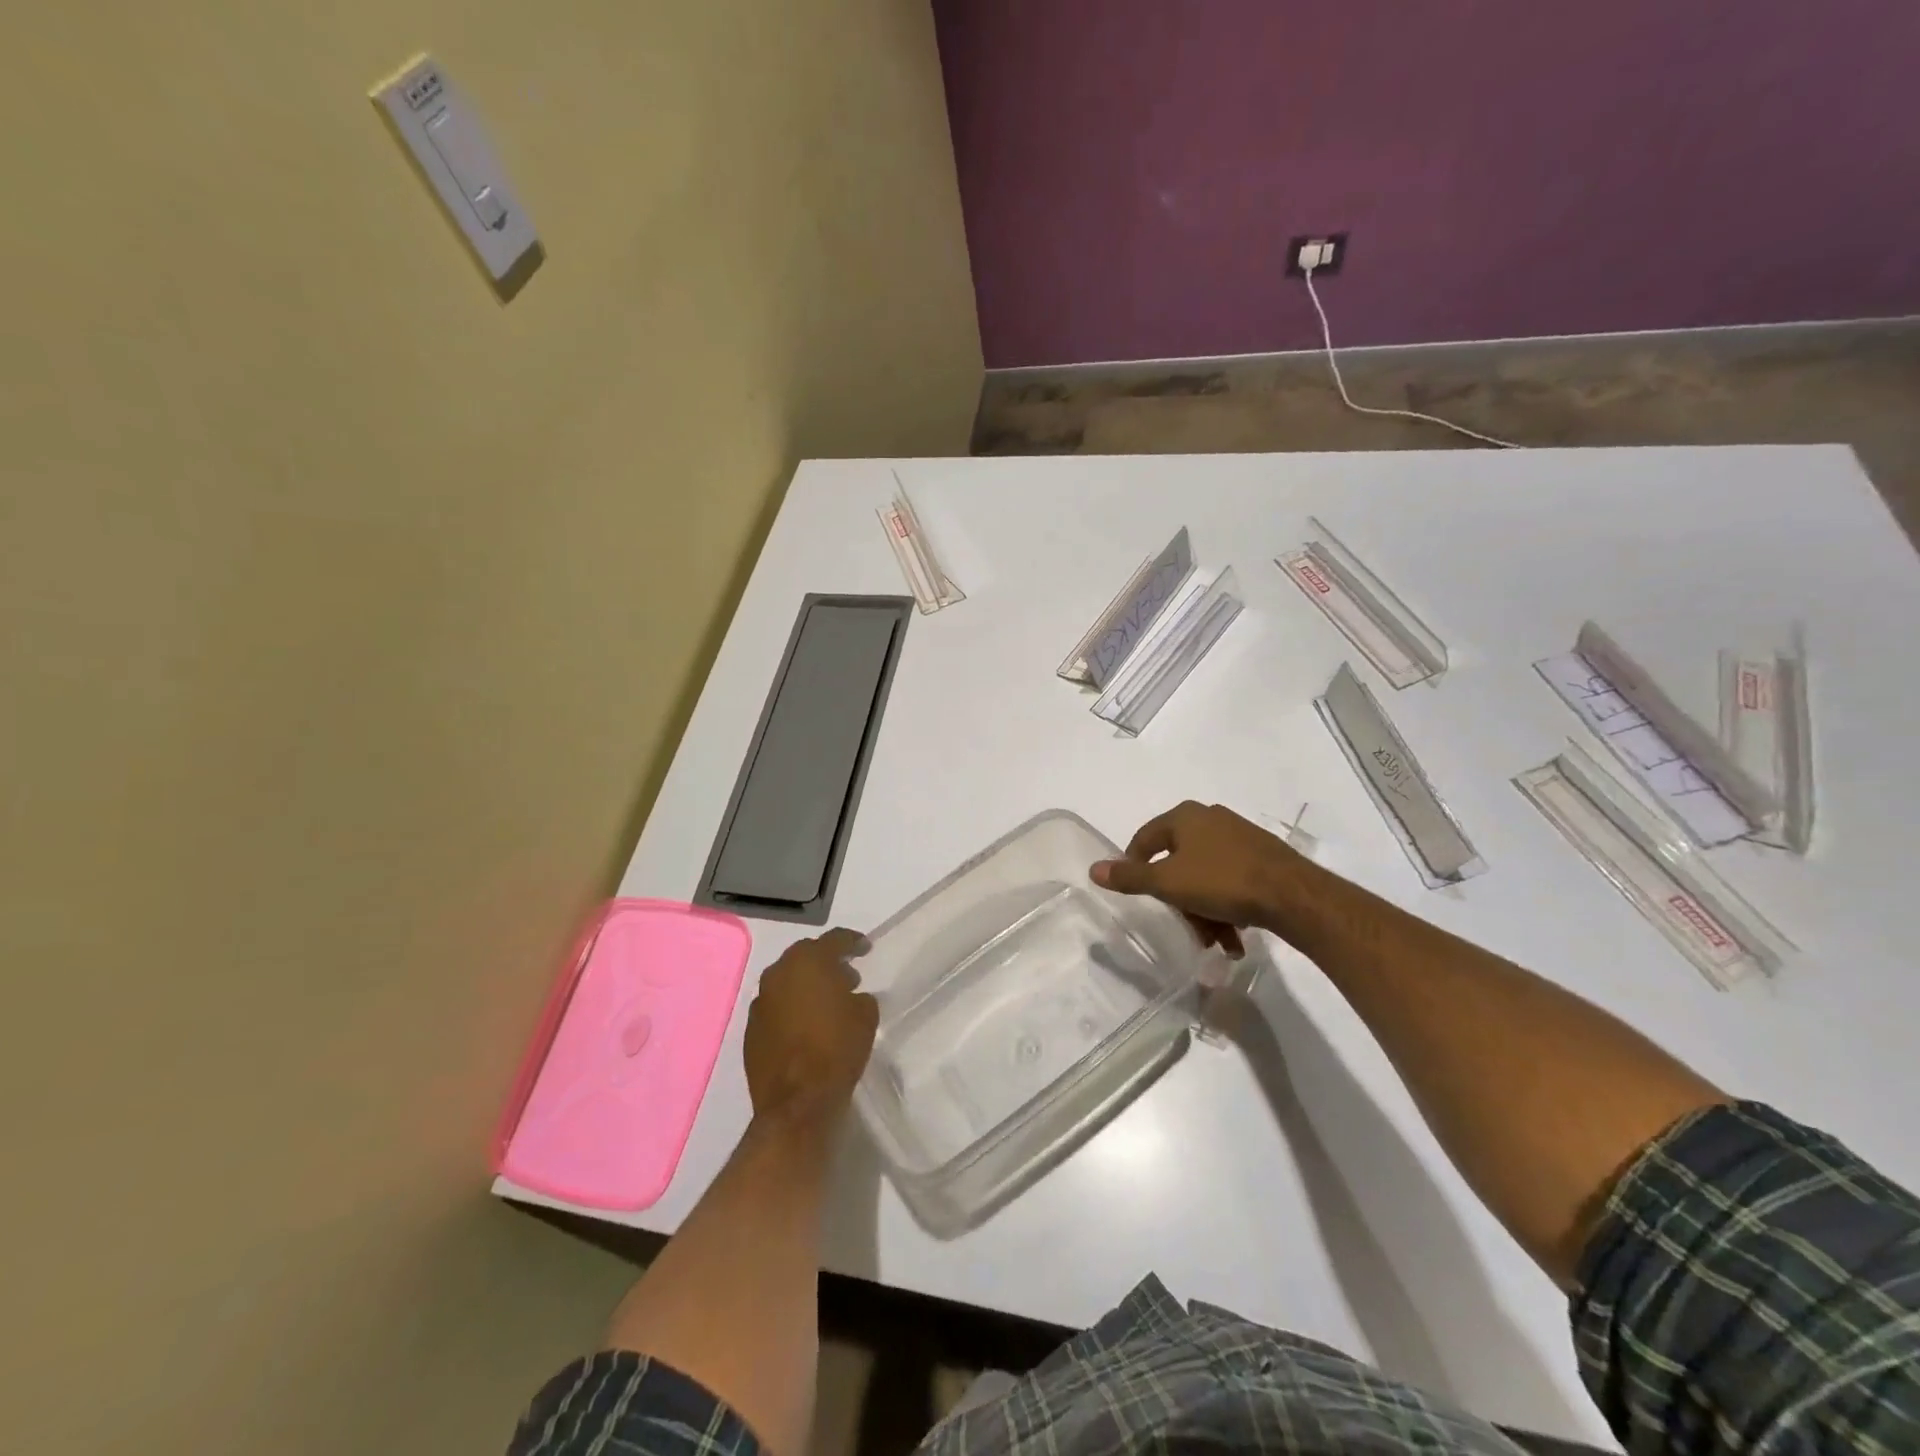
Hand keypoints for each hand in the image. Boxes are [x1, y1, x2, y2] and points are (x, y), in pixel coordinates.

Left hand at [743, 928, 879, 1122]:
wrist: (797, 1102)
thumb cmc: (837, 1050)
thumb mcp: (865, 1017)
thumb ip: (858, 997)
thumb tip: (850, 996)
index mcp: (808, 962)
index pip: (834, 939)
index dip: (852, 942)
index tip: (865, 948)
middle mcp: (778, 973)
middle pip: (805, 956)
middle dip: (826, 962)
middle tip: (846, 976)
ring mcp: (760, 1001)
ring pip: (787, 981)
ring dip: (806, 985)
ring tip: (827, 1002)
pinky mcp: (750, 1028)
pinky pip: (775, 1006)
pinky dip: (791, 1008)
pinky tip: (806, 1025)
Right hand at [1091, 801, 1309, 956]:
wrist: (1293, 895)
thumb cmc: (1221, 882)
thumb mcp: (1168, 883)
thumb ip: (1130, 877)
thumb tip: (1093, 869)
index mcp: (1185, 816)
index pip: (1144, 838)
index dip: (1133, 866)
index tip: (1137, 895)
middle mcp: (1210, 818)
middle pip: (1178, 861)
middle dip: (1179, 900)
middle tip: (1184, 927)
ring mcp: (1239, 836)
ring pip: (1205, 875)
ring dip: (1204, 910)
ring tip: (1214, 942)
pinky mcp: (1262, 856)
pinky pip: (1231, 881)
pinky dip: (1226, 907)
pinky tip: (1234, 937)